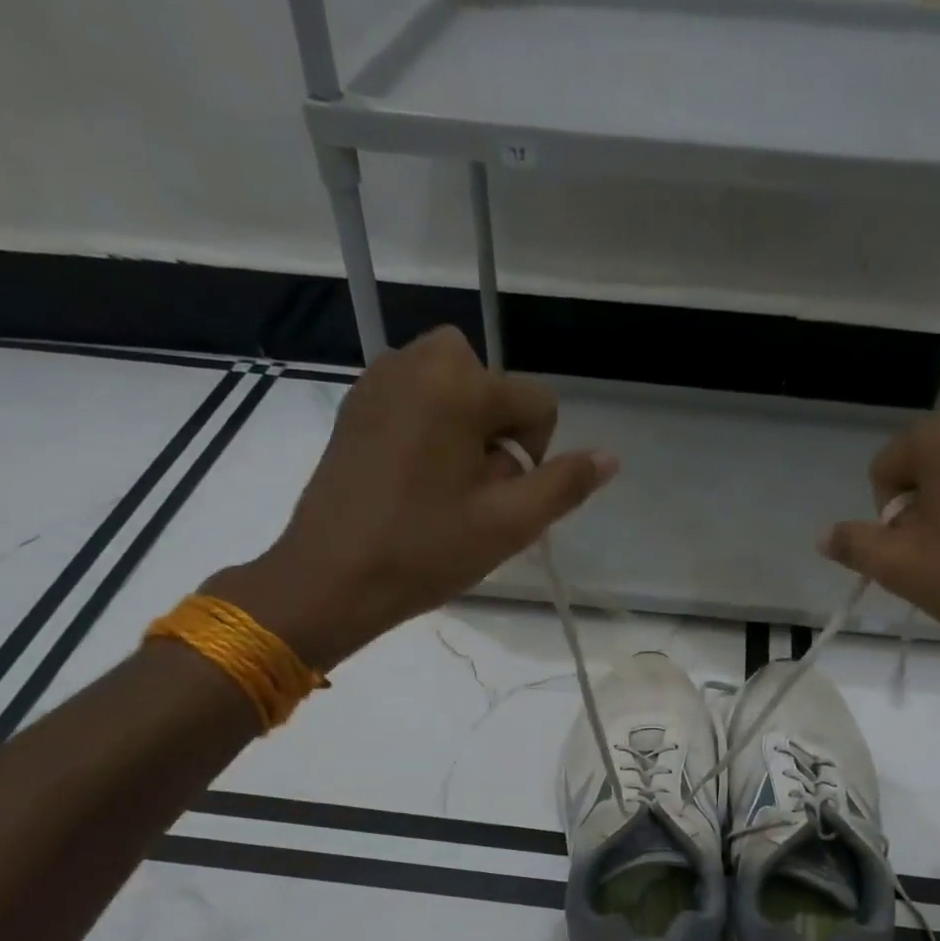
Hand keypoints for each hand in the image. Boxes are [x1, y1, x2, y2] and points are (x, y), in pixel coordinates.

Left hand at [209, 327, 617, 668]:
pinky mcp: (354, 406)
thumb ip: (565, 484)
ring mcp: (378, 381)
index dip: (536, 454)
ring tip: (446, 486)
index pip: (536, 402)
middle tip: (476, 488)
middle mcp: (416, 362)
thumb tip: (610, 457)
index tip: (504, 498)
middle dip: (496, 430)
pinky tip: (414, 480)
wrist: (330, 578)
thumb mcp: (509, 523)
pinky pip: (413, 398)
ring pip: (451, 388)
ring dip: (465, 428)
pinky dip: (429, 428)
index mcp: (458, 384)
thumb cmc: (425, 550)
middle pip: (490, 383)